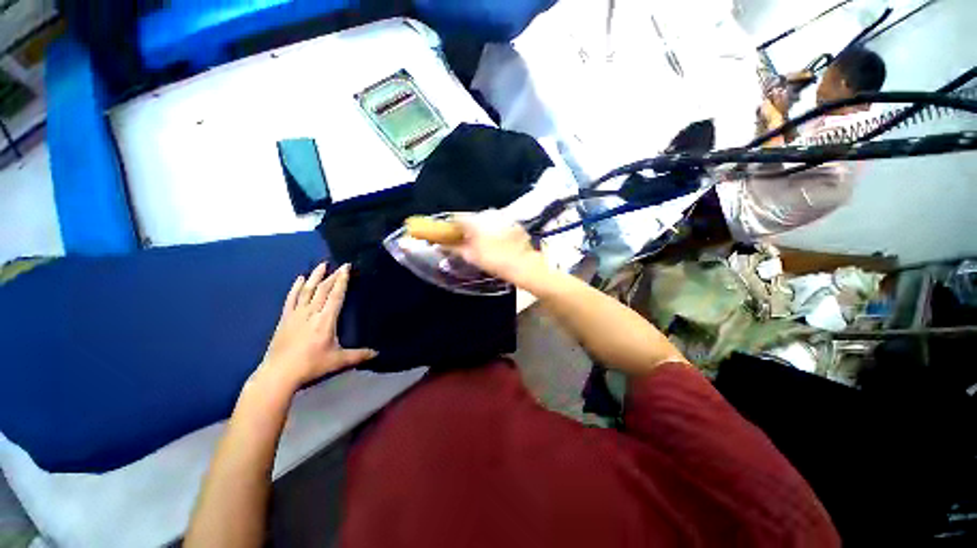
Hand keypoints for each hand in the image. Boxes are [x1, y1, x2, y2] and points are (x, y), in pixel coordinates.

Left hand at [256, 262, 375, 393]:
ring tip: (321, 265)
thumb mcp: (338, 361)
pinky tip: (299, 279)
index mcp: (326, 320)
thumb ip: (359, 355)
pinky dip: (295, 288)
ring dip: (315, 277)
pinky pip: (291, 299)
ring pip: (307, 291)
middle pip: (323, 290)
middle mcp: (311, 313)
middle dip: (333, 276)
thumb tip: (377, 353)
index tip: (346, 267)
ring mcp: (296, 315)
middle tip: (340, 265)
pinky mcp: (285, 319)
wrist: (278, 374)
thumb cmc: (311, 366)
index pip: (336, 295)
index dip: (342, 281)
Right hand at [446, 211, 548, 285]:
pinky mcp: (514, 223)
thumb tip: (444, 245)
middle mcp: (488, 214)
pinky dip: (496, 230)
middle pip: (472, 218)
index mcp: (474, 221)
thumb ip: (455, 248)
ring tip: (484, 243)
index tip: (450, 235)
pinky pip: (500, 224)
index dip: (451, 226)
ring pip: (487, 220)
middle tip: (467, 242)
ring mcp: (503, 217)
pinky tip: (499, 242)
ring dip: (483, 229)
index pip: (456, 217)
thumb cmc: (494, 261)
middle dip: (468, 228)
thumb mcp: (471, 256)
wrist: (523, 264)